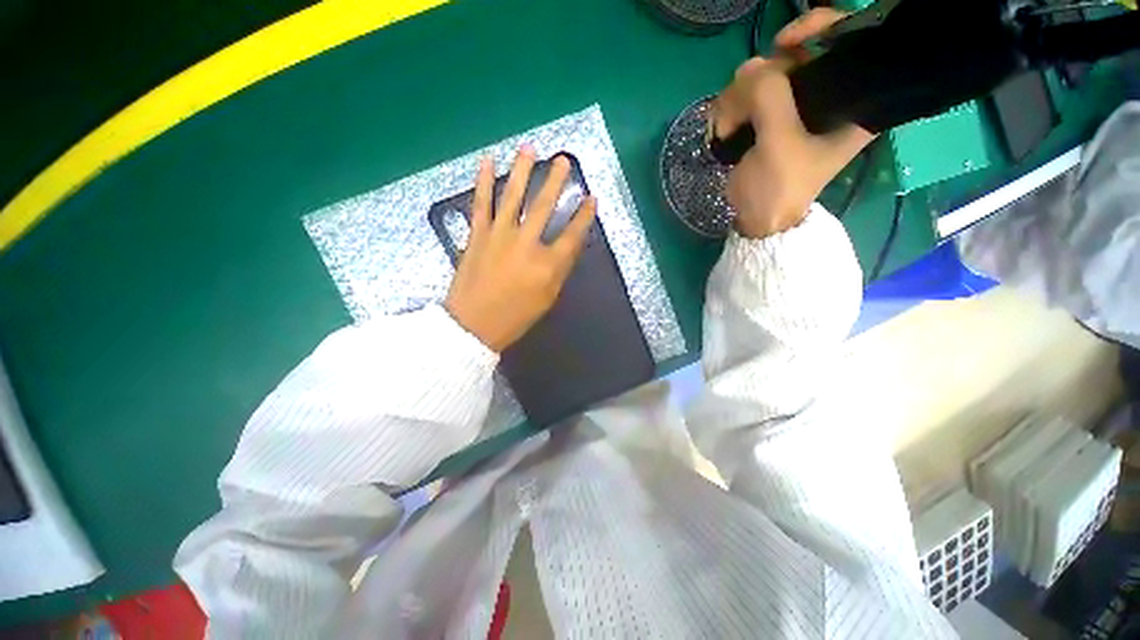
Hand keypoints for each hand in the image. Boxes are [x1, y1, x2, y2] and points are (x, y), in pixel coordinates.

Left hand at [444, 147, 597, 352]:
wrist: (473, 325)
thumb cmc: (515, 317)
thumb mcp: (547, 298)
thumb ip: (559, 270)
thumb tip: (568, 246)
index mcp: (547, 265)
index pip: (572, 234)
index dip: (584, 216)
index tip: (591, 198)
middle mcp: (526, 244)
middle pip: (544, 206)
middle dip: (556, 181)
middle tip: (564, 160)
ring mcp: (499, 235)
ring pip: (513, 196)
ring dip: (523, 170)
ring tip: (530, 148)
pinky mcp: (477, 234)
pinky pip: (481, 203)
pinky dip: (484, 181)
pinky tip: (487, 162)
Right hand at [712, 9, 873, 239]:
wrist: (757, 219)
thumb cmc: (778, 188)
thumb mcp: (778, 143)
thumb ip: (769, 98)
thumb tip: (750, 70)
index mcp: (851, 100)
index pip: (845, 41)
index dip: (816, 30)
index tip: (783, 44)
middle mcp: (827, 95)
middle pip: (798, 53)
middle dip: (764, 73)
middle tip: (742, 102)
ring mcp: (796, 106)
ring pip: (766, 73)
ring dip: (738, 95)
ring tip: (726, 126)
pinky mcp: (771, 117)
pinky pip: (749, 93)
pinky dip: (732, 105)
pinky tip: (724, 124)